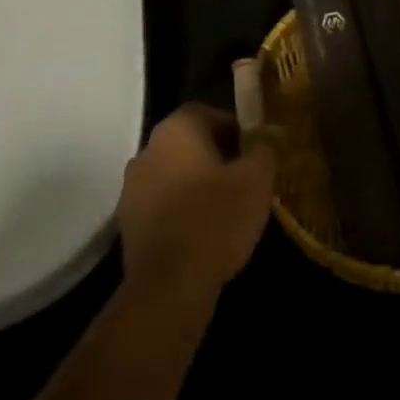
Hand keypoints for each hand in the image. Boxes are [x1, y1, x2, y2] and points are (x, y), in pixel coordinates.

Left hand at [118, 104, 276, 306]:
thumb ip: (265, 147)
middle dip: (218, 156)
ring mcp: (132, 187)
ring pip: (175, 173)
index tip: (255, 154)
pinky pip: (162, 202)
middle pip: (190, 142)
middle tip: (245, 180)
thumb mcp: (256, 179)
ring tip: (227, 209)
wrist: (168, 287)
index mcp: (176, 129)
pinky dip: (181, 209)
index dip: (236, 130)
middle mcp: (148, 149)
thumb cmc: (216, 220)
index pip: (208, 113)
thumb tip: (272, 129)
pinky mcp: (127, 222)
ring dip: (198, 183)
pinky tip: (203, 232)